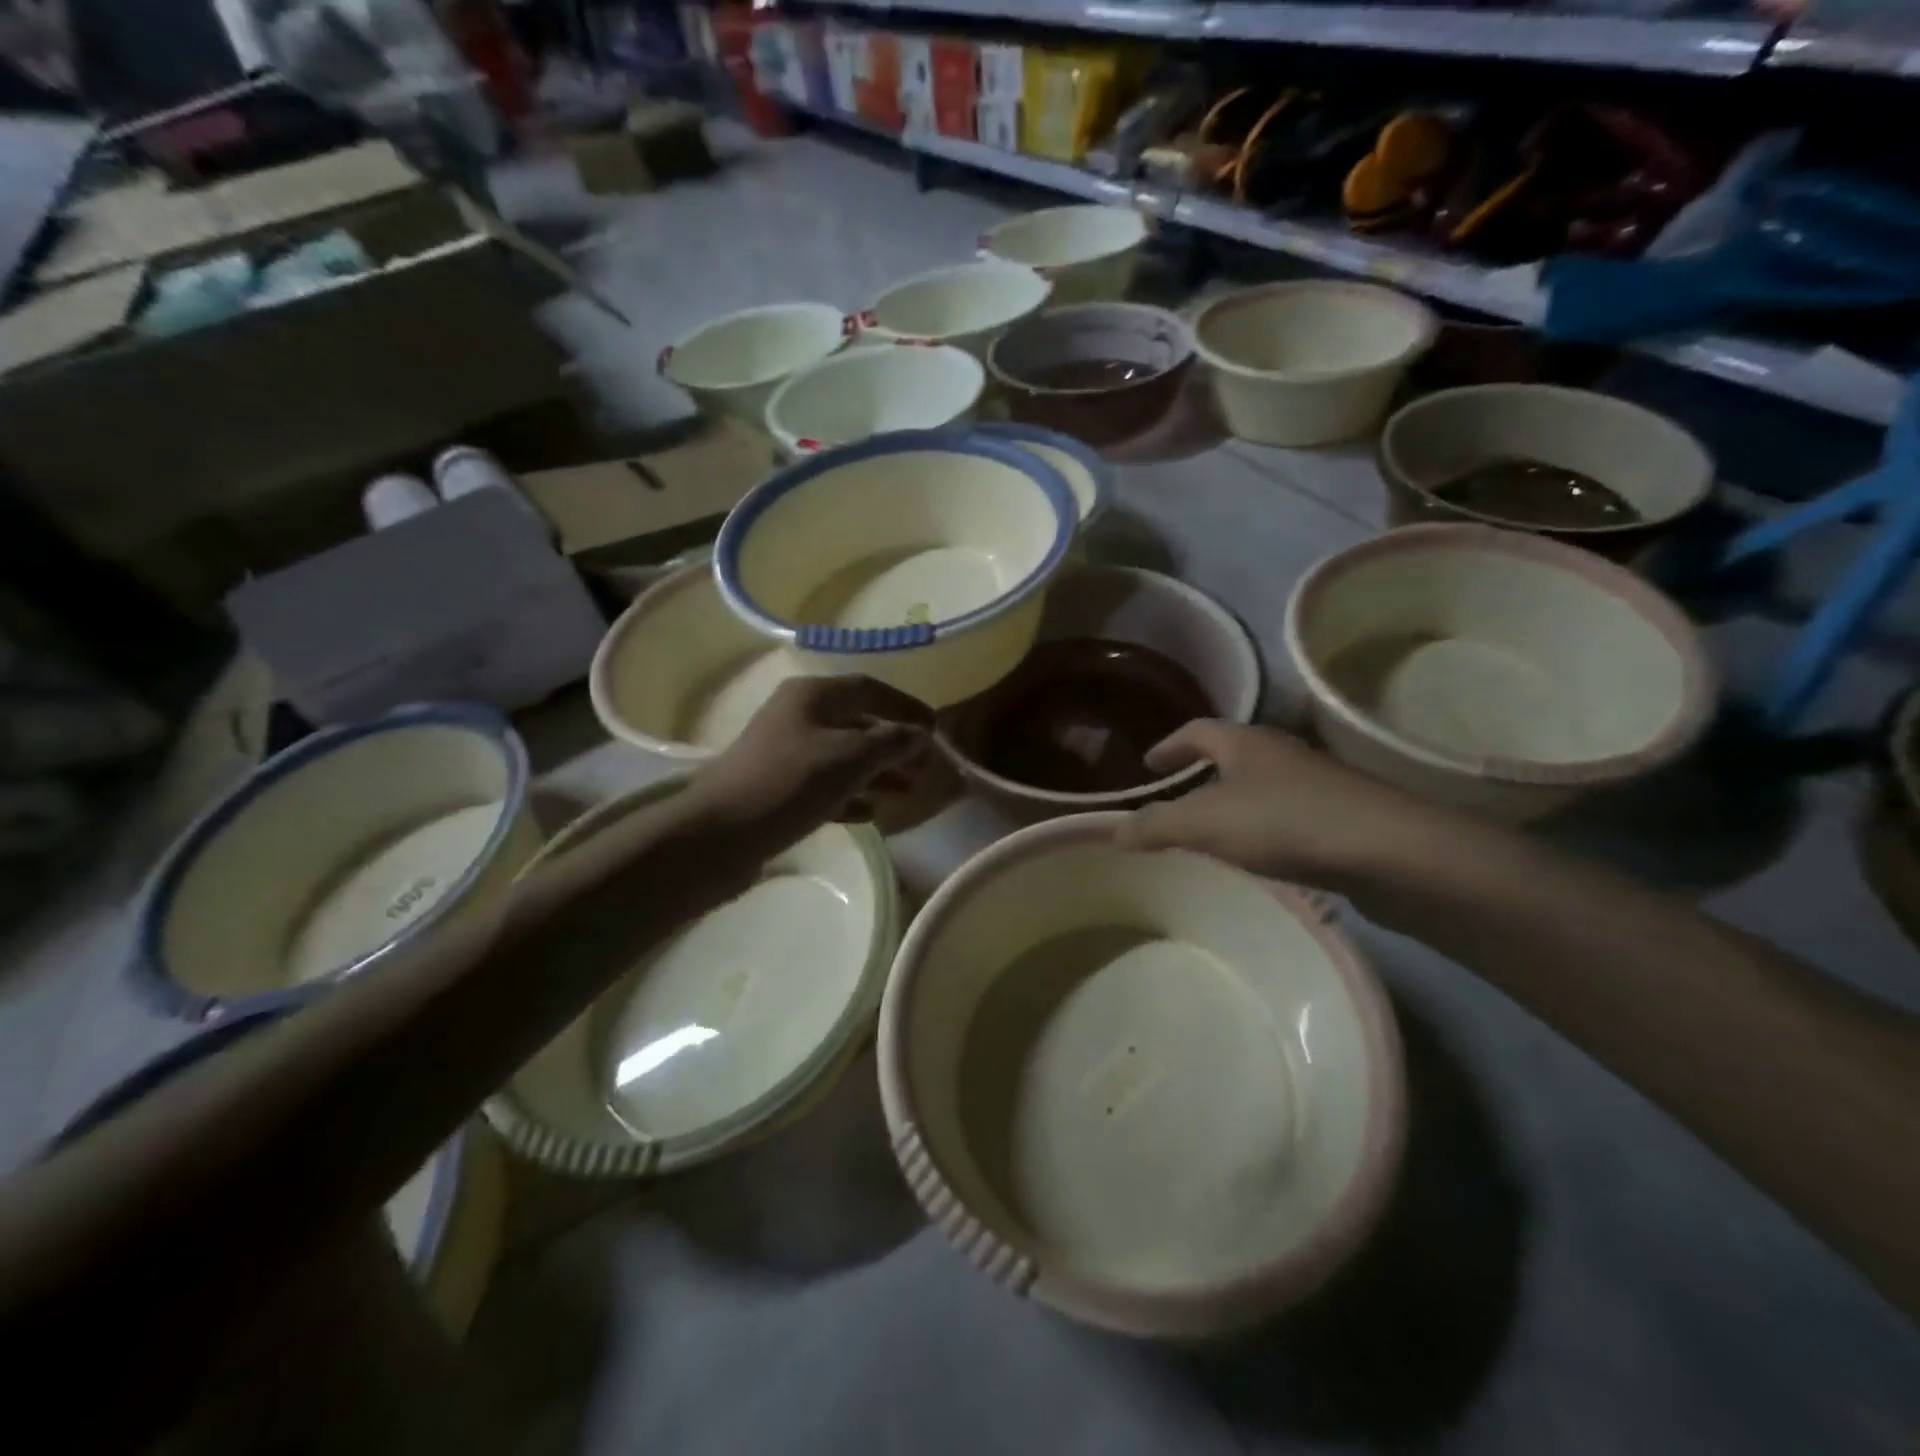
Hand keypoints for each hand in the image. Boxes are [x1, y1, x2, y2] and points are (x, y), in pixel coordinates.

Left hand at [690, 676, 931, 853]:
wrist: (719, 835)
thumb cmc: (789, 783)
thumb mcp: (849, 758)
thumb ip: (891, 742)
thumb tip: (920, 735)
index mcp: (813, 696)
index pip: (870, 688)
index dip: (906, 706)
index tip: (935, 729)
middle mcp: (798, 716)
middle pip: (858, 722)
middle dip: (894, 743)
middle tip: (923, 767)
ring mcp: (785, 753)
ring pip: (843, 755)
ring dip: (876, 771)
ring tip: (905, 792)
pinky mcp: (778, 787)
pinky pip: (825, 784)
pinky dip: (851, 794)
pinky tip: (870, 814)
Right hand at [1114, 720, 1439, 888]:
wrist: (1388, 850)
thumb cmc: (1284, 821)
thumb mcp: (1205, 823)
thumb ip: (1155, 826)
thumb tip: (1112, 831)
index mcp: (1244, 742)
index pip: (1196, 731)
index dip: (1168, 745)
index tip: (1148, 764)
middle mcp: (1280, 752)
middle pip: (1231, 752)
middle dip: (1201, 769)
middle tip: (1177, 793)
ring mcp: (1315, 782)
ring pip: (1261, 783)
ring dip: (1233, 798)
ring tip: (1213, 827)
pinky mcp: (1340, 814)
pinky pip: (1285, 811)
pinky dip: (1262, 824)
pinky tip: (1260, 854)